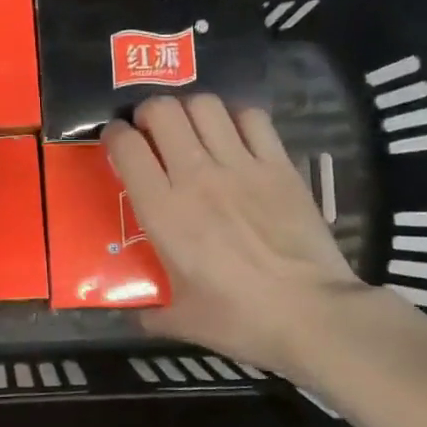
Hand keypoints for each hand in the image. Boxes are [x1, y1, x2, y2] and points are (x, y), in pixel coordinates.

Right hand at [104, 94, 369, 381]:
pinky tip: (234, 136)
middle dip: (148, 114)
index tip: (115, 143)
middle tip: (151, 133)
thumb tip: (134, 315)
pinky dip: (237, 118)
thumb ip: (151, 313)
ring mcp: (241, 166)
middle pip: (162, 111)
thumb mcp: (182, 321)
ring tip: (191, 129)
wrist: (312, 315)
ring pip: (205, 106)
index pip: (126, 147)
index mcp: (163, 210)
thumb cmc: (239, 319)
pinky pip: (252, 118)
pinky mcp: (279, 165)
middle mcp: (196, 176)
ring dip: (190, 110)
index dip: (113, 135)